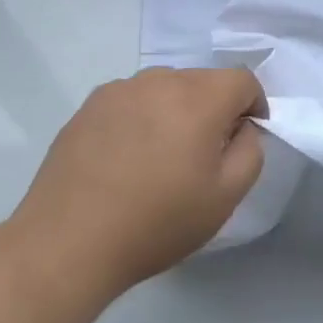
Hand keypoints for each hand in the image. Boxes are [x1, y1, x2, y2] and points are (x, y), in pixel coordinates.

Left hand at [14, 67, 265, 297]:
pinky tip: (126, 158)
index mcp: (199, 98)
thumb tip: (242, 128)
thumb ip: (250, 151)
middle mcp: (160, 81)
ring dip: (176, 111)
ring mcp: (120, 89)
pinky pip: (132, 100)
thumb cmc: (157, 222)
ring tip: (160, 157)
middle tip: (202, 155)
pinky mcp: (90, 105)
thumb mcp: (225, 197)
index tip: (243, 139)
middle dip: (214, 109)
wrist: (69, 242)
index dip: (253, 106)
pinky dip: (142, 117)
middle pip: (203, 81)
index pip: (242, 80)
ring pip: (166, 88)